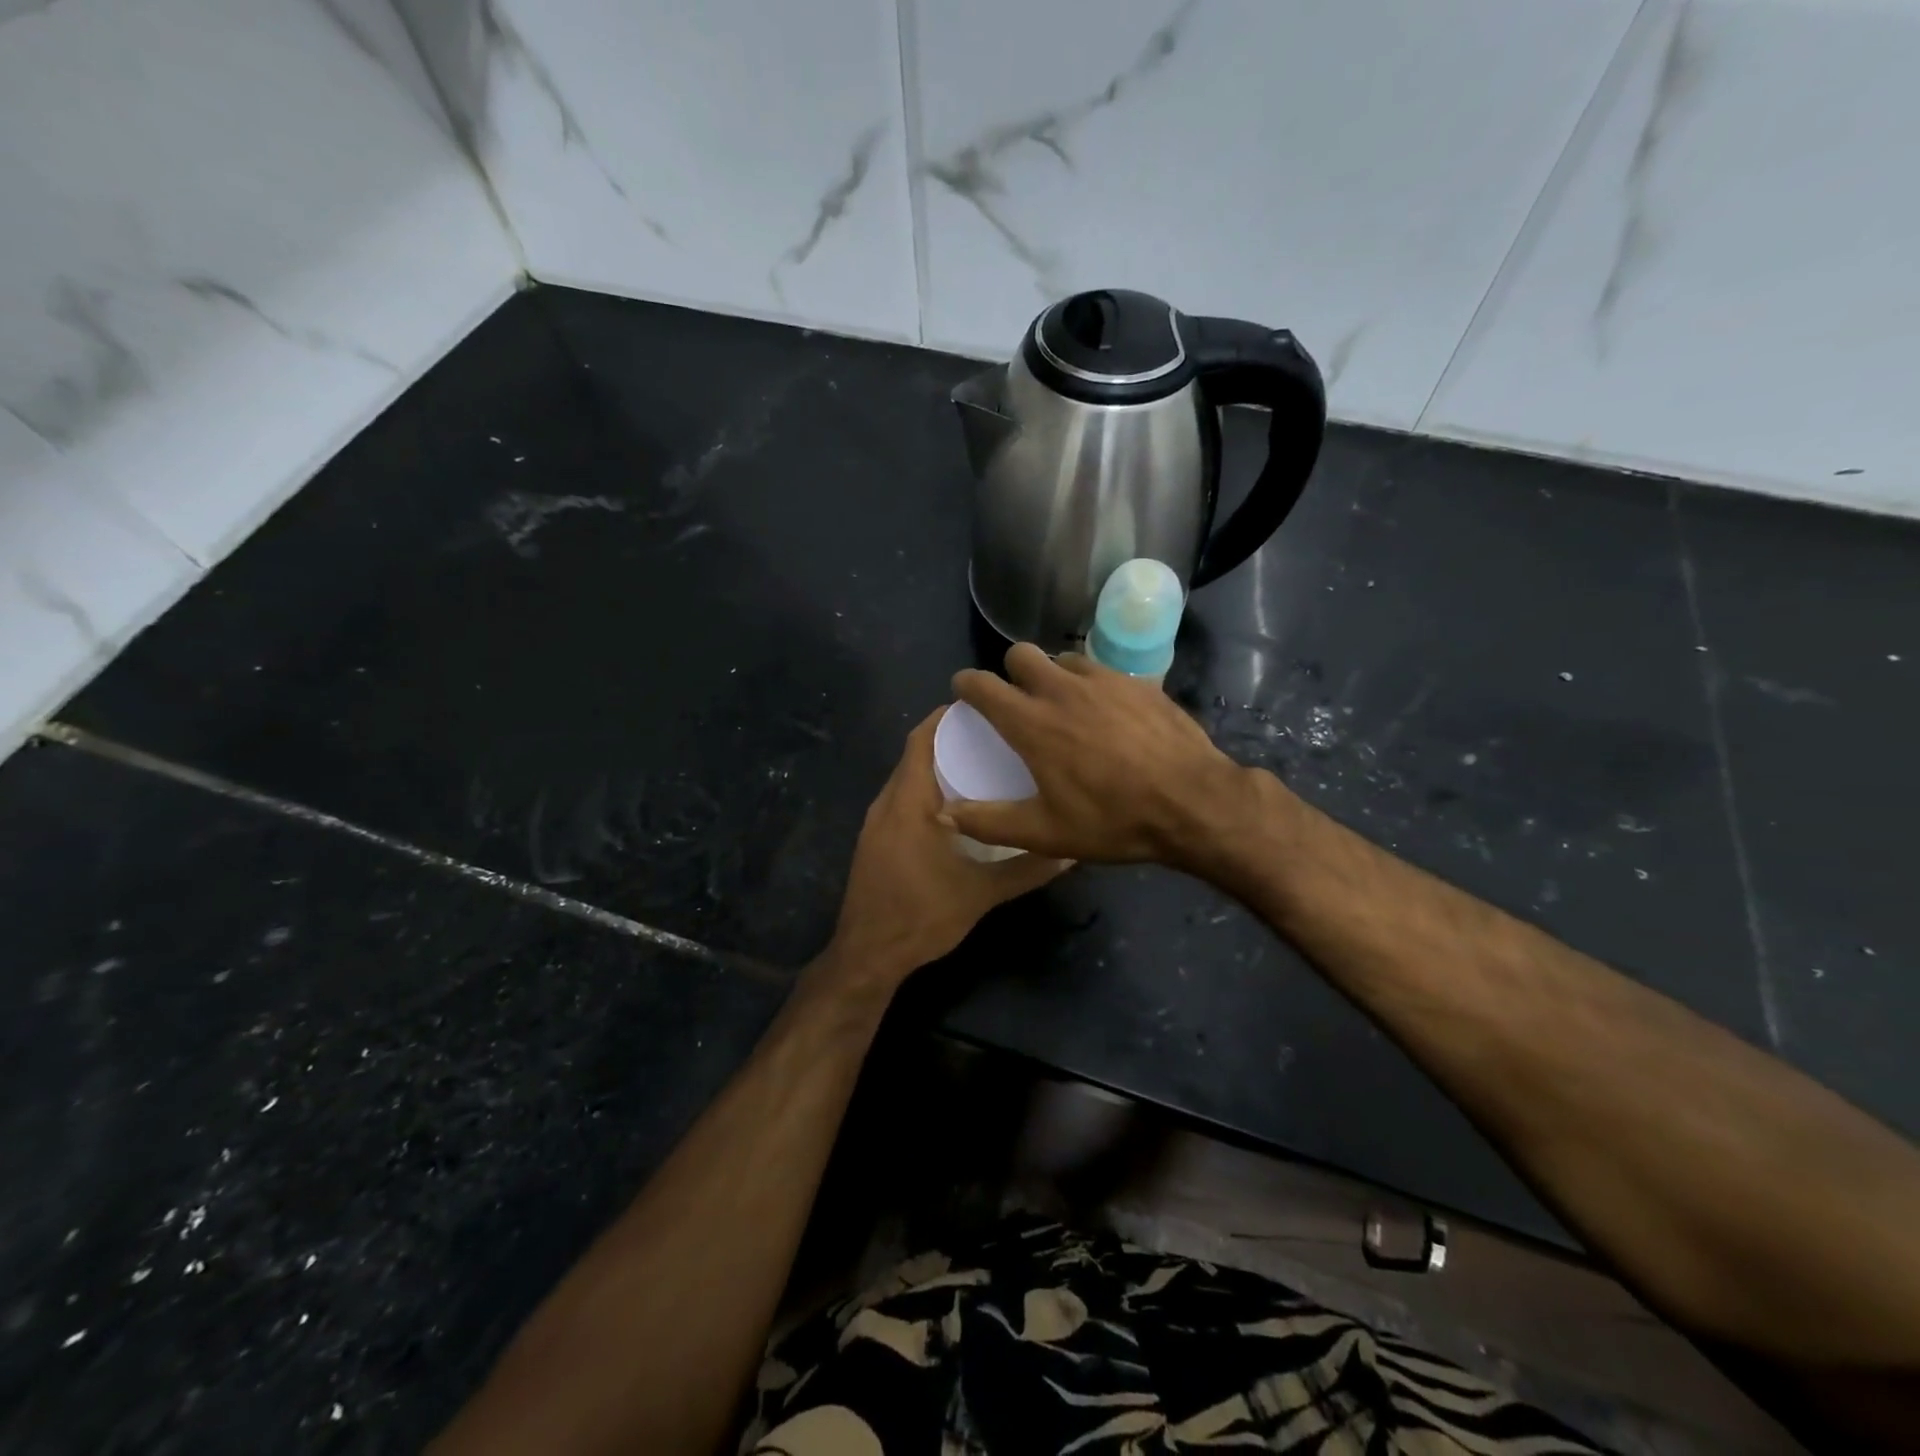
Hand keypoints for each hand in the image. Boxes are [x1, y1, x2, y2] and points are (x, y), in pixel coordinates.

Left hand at [824, 707, 1069, 989]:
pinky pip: (901, 801)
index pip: (921, 741)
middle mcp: (887, 804)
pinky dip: (925, 791)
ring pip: (907, 780)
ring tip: (979, 766)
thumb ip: (1026, 870)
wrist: (869, 955)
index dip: (946, 718)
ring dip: (936, 767)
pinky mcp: (874, 842)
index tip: (981, 708)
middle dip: (948, 741)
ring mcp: (876, 824)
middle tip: (991, 736)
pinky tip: (955, 808)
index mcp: (909, 803)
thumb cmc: (922, 916)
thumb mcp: (982, 893)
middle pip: (914, 756)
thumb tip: (1068, 852)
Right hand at [943, 644, 1247, 864]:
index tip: (965, 693)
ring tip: (1064, 704)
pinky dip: (1091, 684)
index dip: (966, 685)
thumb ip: (989, 822)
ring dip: (1053, 675)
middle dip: (1010, 670)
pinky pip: (1101, 670)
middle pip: (1021, 653)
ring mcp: (1103, 680)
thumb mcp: (1045, 833)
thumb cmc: (1113, 820)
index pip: (982, 685)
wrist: (1194, 803)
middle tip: (1018, 699)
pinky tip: (1106, 713)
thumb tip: (944, 813)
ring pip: (1063, 658)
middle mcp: (1062, 690)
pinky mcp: (1137, 682)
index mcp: (1032, 723)